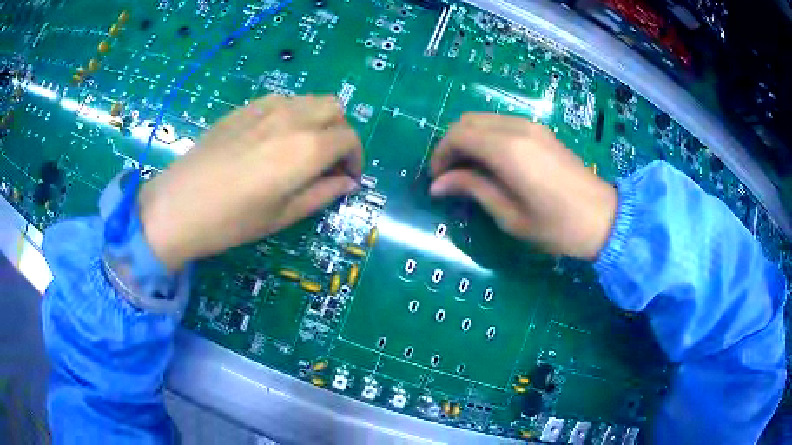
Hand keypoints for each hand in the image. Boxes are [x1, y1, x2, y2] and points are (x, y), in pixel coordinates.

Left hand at [138, 95, 361, 270]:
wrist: (179, 205)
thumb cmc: (232, 221)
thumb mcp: (283, 215)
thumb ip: (322, 193)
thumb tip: (348, 182)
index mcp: (306, 149)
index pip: (349, 138)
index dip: (355, 158)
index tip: (347, 178)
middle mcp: (292, 118)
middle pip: (335, 108)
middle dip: (340, 132)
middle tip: (327, 160)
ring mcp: (266, 107)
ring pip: (309, 100)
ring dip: (317, 120)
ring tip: (302, 148)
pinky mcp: (245, 107)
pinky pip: (282, 100)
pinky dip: (292, 114)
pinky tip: (274, 138)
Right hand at [430, 113, 616, 259]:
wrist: (604, 217)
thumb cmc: (557, 226)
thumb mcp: (510, 216)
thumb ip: (474, 190)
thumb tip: (438, 184)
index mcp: (507, 150)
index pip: (458, 136)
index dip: (440, 155)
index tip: (437, 180)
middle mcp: (516, 129)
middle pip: (467, 121)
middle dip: (451, 144)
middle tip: (449, 175)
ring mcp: (531, 126)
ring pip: (484, 119)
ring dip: (468, 139)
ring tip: (468, 170)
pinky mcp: (541, 131)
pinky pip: (501, 124)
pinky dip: (486, 137)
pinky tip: (491, 162)